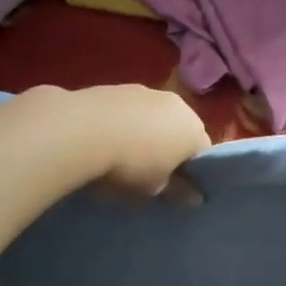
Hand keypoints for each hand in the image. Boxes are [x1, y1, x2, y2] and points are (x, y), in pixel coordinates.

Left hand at [72, 84, 211, 195]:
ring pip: (153, 116)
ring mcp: (145, 91)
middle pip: (179, 129)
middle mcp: (176, 104)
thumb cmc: (130, 165)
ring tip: (123, 154)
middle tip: (150, 172)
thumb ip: (178, 192)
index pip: (203, 152)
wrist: (81, 130)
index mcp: (193, 129)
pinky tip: (104, 139)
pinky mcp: (116, 86)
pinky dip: (122, 121)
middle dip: (169, 147)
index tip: (176, 186)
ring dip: (145, 131)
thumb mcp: (154, 188)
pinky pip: (128, 109)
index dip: (192, 171)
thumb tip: (197, 198)